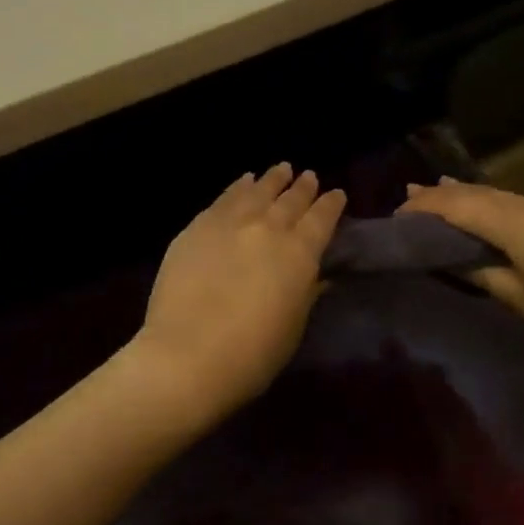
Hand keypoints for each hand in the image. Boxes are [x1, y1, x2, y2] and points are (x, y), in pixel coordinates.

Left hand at [133, 164, 344, 418]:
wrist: (187, 355)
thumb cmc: (251, 355)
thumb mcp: (292, 327)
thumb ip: (307, 293)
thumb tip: (318, 275)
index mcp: (299, 254)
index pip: (322, 219)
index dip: (331, 205)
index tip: (336, 194)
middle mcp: (268, 229)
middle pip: (290, 200)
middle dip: (303, 187)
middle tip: (309, 176)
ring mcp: (230, 224)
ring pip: (257, 191)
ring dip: (272, 180)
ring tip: (281, 169)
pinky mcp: (197, 227)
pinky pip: (224, 198)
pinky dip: (238, 187)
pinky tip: (243, 181)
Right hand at [399, 180, 523, 366]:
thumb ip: (485, 275)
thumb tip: (459, 259)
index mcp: (512, 221)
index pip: (455, 205)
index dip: (423, 209)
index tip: (395, 218)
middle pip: (475, 193)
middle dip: (440, 195)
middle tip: (409, 196)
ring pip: (498, 196)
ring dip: (467, 197)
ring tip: (440, 193)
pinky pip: (517, 205)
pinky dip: (492, 206)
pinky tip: (491, 213)